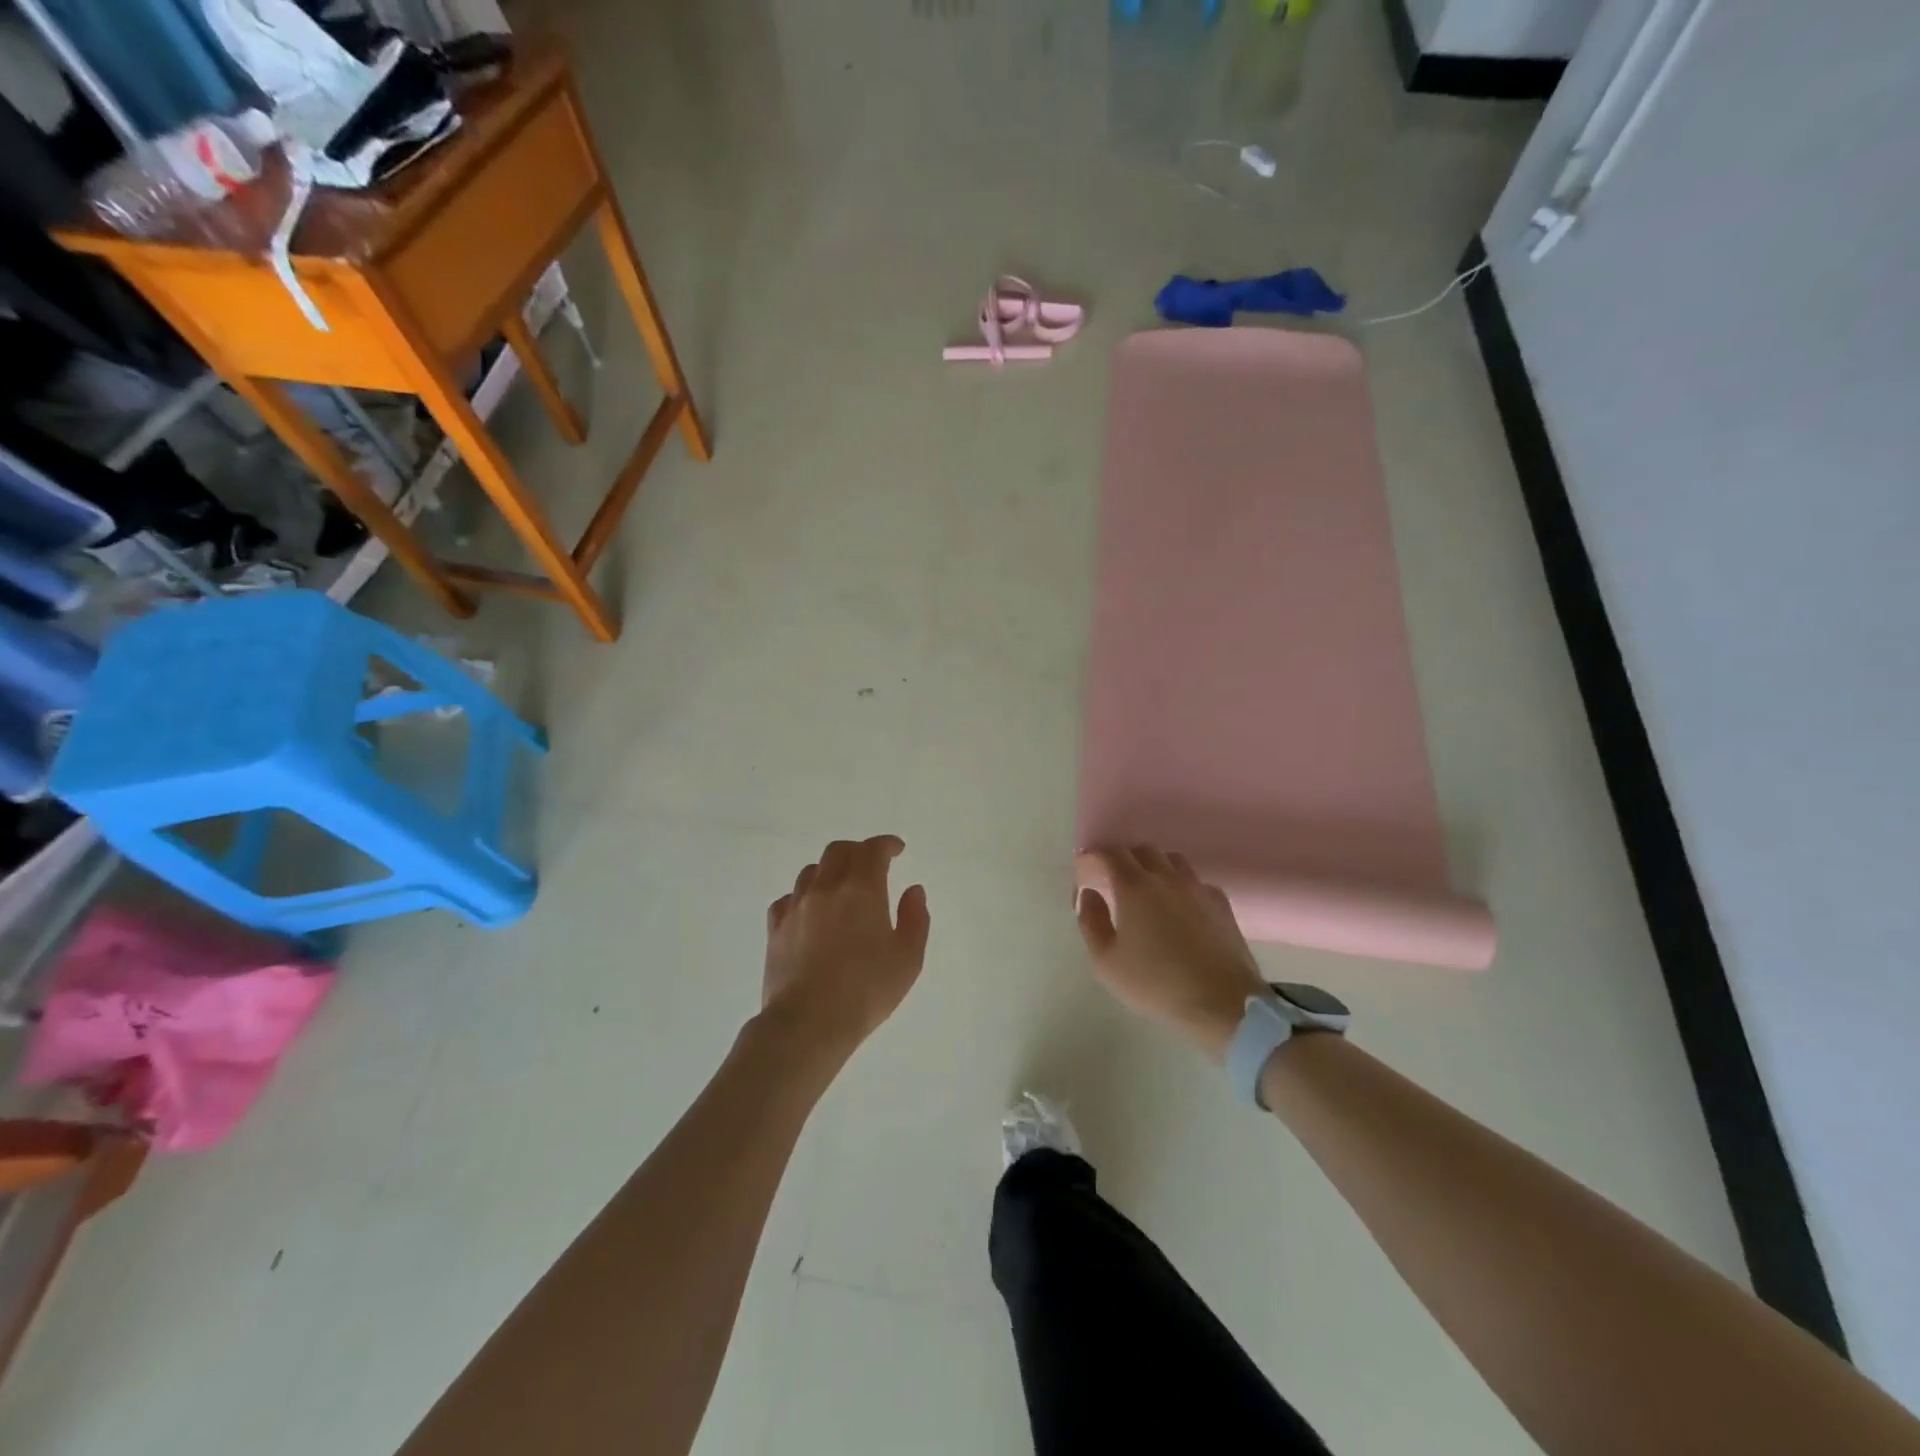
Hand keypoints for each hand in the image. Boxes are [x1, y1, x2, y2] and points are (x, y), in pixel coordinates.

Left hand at [760, 836, 930, 1063]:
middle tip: (872, 864)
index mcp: (861, 889)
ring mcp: (796, 906)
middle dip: (858, 851)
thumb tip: (913, 890)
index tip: (897, 849)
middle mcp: (826, 888)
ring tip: (841, 886)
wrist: (808, 1023)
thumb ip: (915, 919)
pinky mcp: (775, 928)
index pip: (873, 850)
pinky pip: (788, 898)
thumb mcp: (908, 959)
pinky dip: (804, 895)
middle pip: (839, 851)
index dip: (887, 844)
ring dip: (830, 870)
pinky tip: (810, 911)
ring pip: (812, 871)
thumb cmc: (866, 991)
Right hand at [1075, 846, 1266, 1062]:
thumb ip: (1091, 922)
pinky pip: (1196, 881)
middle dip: (1124, 858)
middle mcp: (1167, 877)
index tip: (1085, 869)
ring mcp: (1198, 888)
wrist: (1223, 1003)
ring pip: (1173, 860)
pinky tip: (1181, 908)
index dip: (1094, 857)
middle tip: (1114, 880)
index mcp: (1135, 887)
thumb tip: (1089, 894)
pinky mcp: (1221, 903)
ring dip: (1155, 867)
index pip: (1111, 854)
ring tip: (1148, 890)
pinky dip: (1182, 885)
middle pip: (1143, 850)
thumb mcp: (1106, 962)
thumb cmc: (1157, 984)